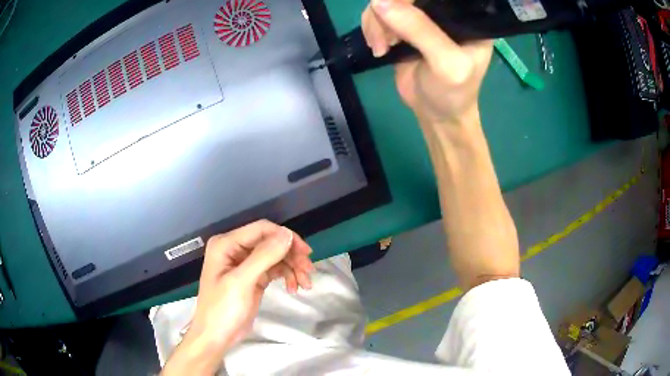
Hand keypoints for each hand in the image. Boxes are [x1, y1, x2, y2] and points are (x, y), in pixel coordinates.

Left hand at [161, 220, 313, 374]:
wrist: (217, 336)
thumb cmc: (223, 309)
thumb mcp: (242, 282)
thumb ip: (264, 256)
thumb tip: (287, 234)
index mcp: (226, 244)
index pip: (261, 229)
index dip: (285, 237)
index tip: (305, 252)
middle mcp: (235, 249)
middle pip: (271, 242)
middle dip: (291, 255)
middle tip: (309, 271)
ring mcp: (245, 264)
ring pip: (276, 256)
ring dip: (293, 267)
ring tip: (306, 284)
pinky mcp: (253, 277)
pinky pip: (275, 270)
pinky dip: (287, 276)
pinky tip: (294, 288)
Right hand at [362, 0, 492, 125]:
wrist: (436, 114)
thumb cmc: (453, 92)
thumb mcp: (446, 63)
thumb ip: (420, 30)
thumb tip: (378, 1)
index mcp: (465, 14)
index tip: (392, 12)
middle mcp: (443, 10)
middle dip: (387, 10)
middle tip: (385, 39)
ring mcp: (422, 17)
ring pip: (386, 1)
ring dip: (375, 22)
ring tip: (381, 47)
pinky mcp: (403, 26)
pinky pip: (379, 13)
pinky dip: (371, 27)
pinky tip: (379, 47)